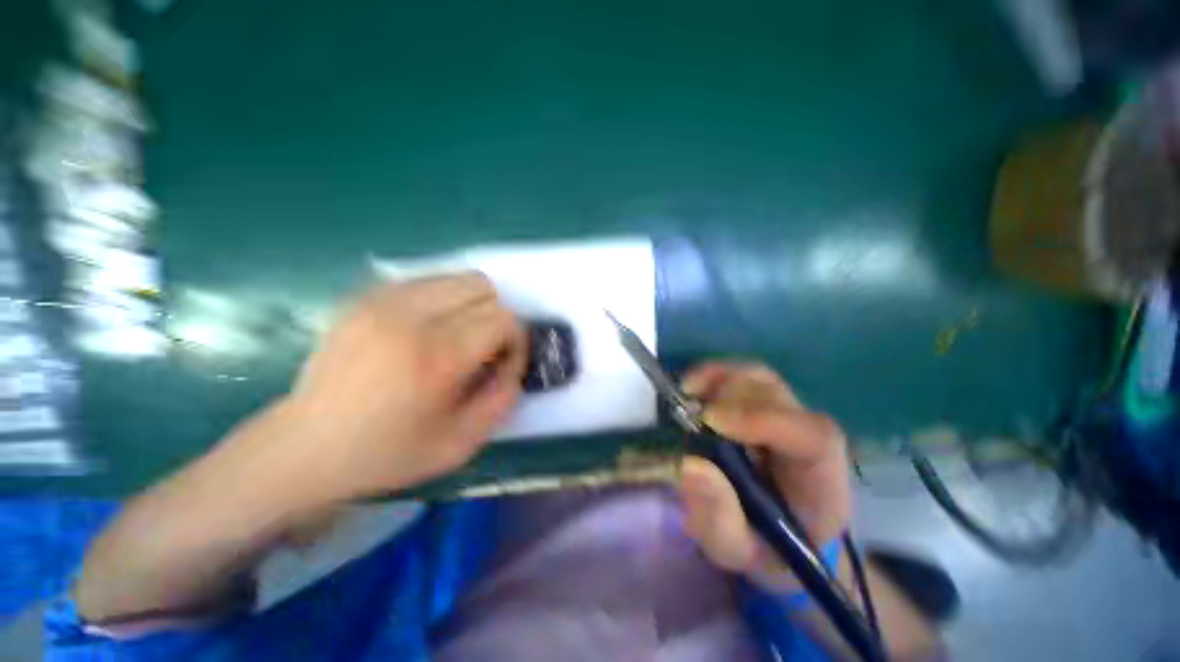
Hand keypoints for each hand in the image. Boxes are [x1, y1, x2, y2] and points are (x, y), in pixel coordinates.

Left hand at [278, 272, 526, 501]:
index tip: (503, 362)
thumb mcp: (461, 443)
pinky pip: (429, 281)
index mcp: (437, 357)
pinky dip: (444, 301)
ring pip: (459, 278)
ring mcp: (383, 301)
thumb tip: (514, 361)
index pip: (504, 319)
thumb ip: (503, 398)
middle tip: (483, 349)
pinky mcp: (365, 297)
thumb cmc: (388, 453)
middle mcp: (411, 317)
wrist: (305, 447)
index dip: (516, 340)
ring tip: (457, 337)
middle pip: (484, 288)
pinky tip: (428, 330)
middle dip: (497, 317)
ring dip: (472, 306)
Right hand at [677, 361, 851, 590]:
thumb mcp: (739, 552)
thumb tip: (689, 465)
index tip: (709, 420)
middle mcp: (810, 434)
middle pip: (775, 394)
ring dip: (716, 380)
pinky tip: (692, 388)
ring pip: (758, 376)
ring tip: (686, 396)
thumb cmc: (767, 548)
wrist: (787, 535)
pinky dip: (714, 374)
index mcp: (821, 478)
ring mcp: (790, 412)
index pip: (809, 435)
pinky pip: (743, 375)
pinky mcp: (768, 402)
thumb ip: (718, 519)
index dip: (759, 418)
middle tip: (686, 413)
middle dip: (726, 397)